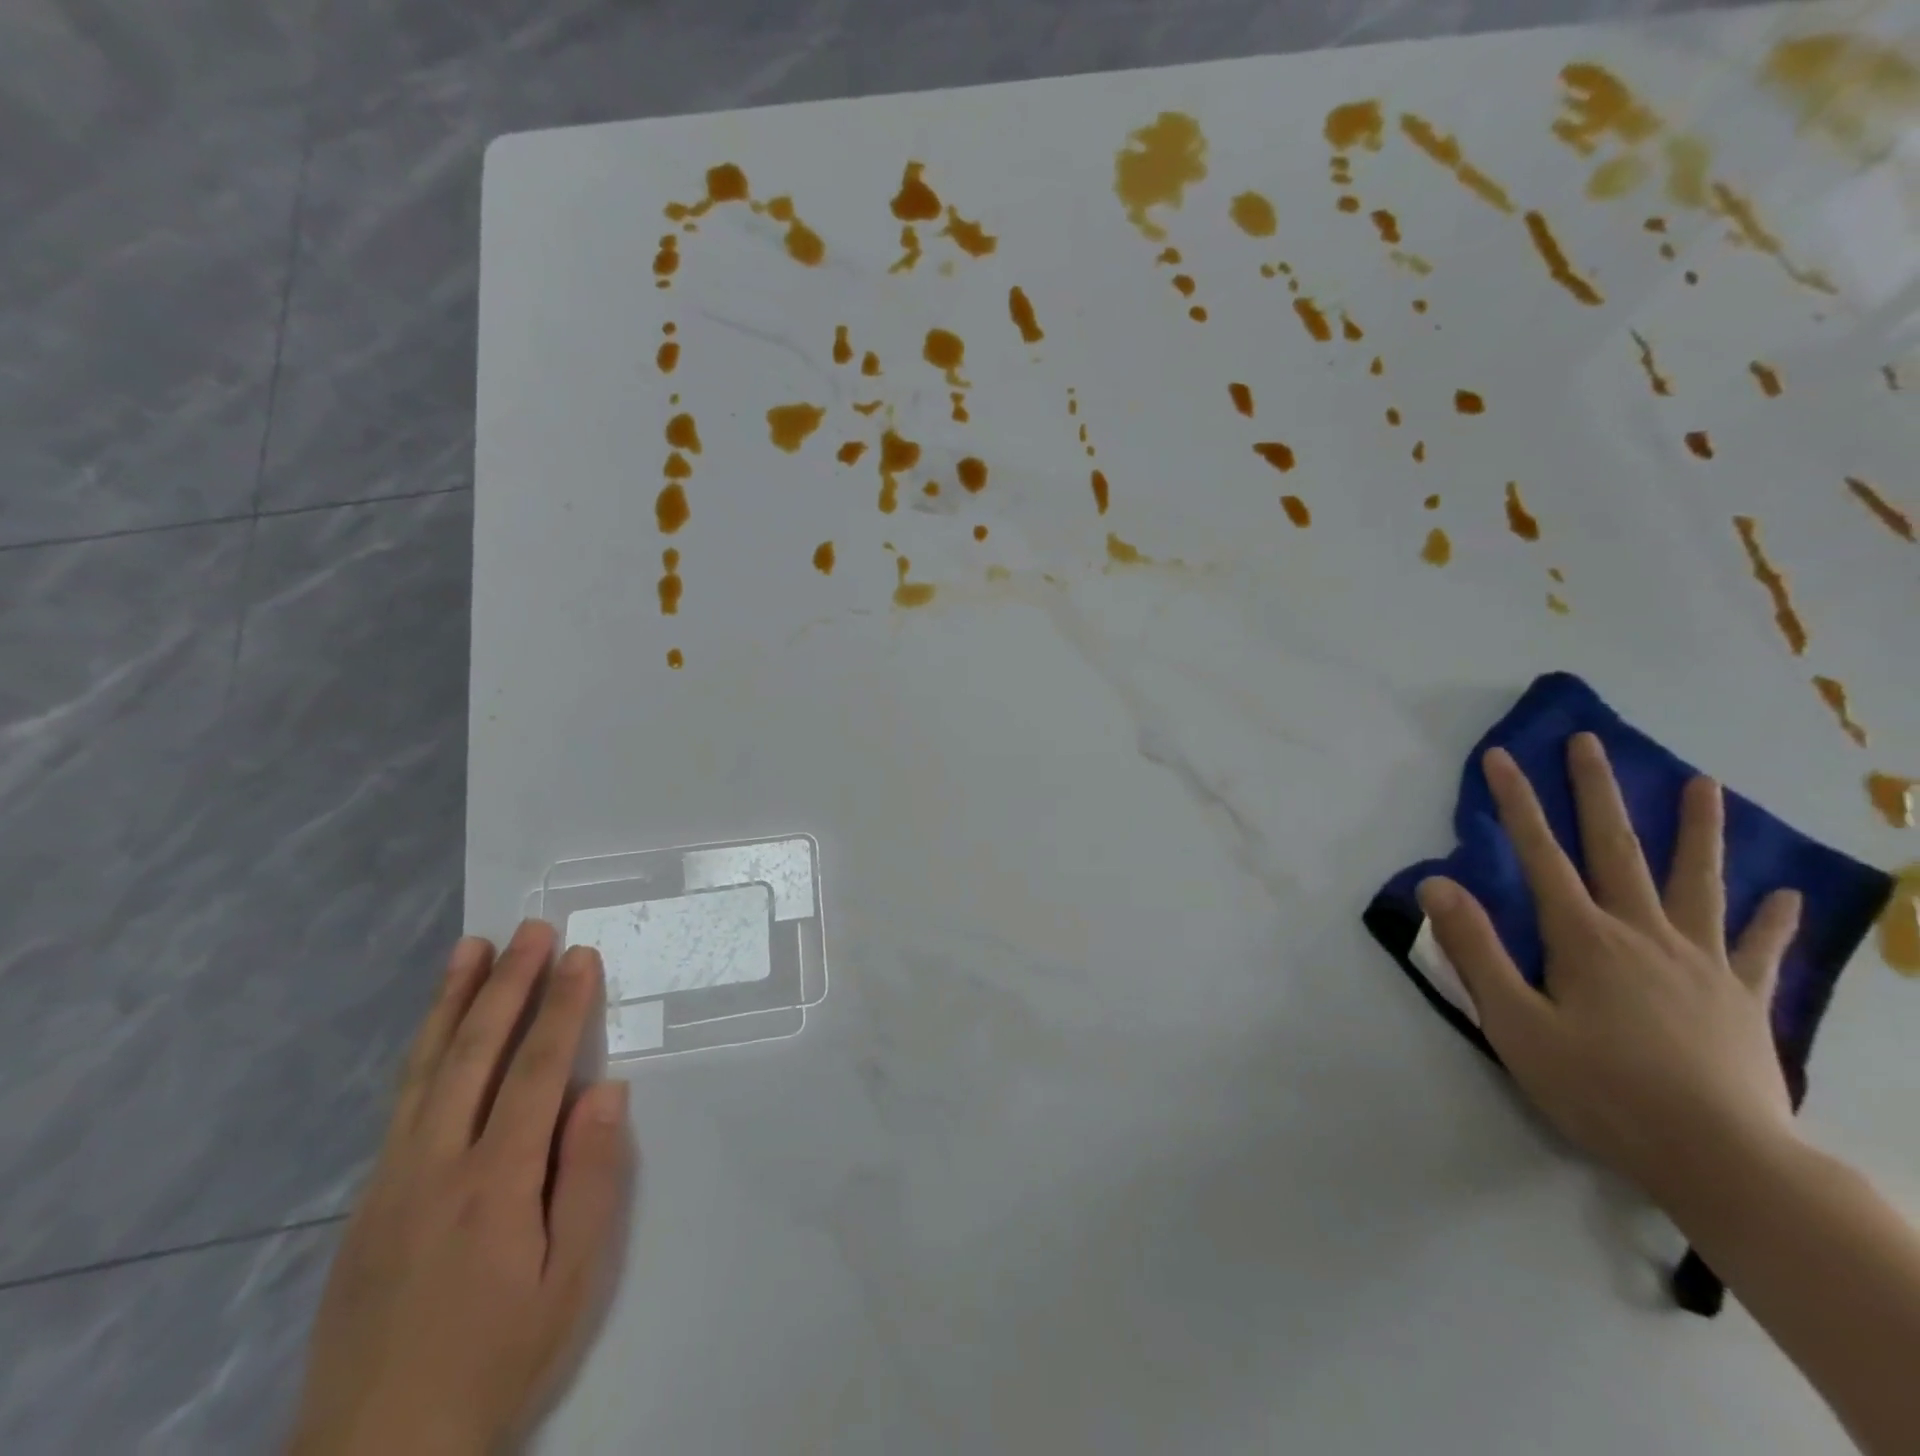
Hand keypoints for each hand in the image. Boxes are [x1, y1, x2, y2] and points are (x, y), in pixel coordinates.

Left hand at [290, 922, 633, 1455]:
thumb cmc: (498, 1357)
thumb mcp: (571, 1280)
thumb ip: (591, 1178)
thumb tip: (602, 1090)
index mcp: (494, 1182)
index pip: (535, 1071)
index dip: (562, 1008)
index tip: (581, 956)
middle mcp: (434, 1164)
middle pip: (474, 1053)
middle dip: (507, 984)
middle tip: (531, 929)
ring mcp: (391, 1179)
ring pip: (425, 1069)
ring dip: (452, 1002)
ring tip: (470, 948)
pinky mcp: (367, 1200)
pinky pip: (401, 1103)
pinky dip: (423, 1051)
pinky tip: (437, 1032)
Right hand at [1417, 733, 1802, 1207]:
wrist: (1724, 1163)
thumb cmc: (1602, 1091)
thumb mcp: (1515, 1023)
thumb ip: (1475, 949)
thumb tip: (1437, 882)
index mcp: (1585, 938)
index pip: (1540, 854)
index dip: (1516, 802)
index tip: (1501, 756)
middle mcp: (1644, 934)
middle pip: (1617, 849)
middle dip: (1597, 791)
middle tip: (1591, 742)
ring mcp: (1701, 963)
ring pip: (1698, 882)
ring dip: (1697, 830)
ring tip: (1706, 784)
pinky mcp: (1743, 999)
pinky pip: (1761, 950)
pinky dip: (1773, 920)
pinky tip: (1785, 895)